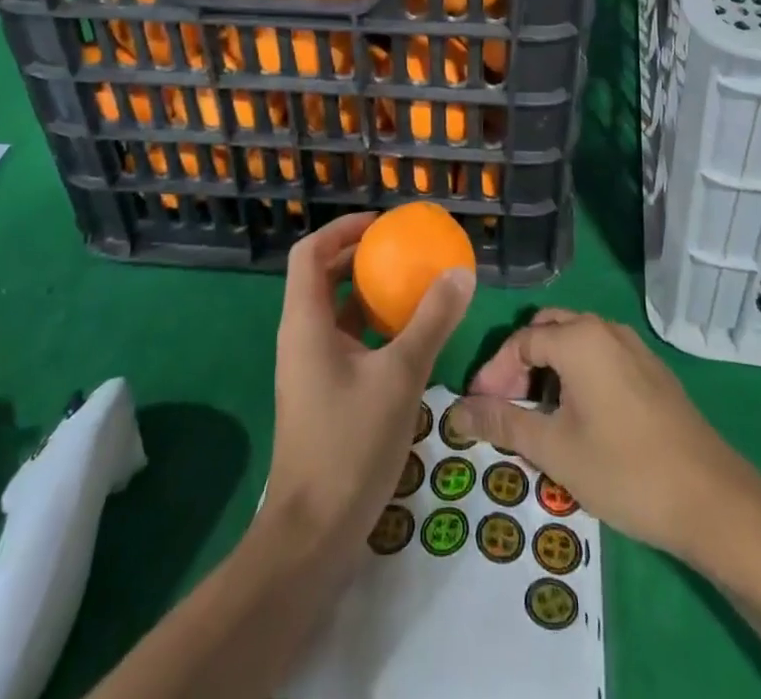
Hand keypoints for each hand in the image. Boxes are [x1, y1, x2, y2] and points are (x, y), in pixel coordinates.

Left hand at [264, 213, 474, 560]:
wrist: (313, 534)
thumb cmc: (350, 443)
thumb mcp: (401, 375)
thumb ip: (431, 321)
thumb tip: (460, 272)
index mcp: (305, 322)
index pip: (309, 253)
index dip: (341, 229)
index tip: (381, 225)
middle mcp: (300, 337)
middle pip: (321, 277)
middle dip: (359, 258)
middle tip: (402, 251)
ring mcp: (309, 368)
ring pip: (334, 312)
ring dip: (367, 294)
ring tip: (410, 288)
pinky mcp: (321, 394)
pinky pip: (344, 342)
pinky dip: (370, 328)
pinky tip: (406, 340)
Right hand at [452, 310, 755, 560]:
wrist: (710, 498)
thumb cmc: (623, 469)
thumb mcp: (555, 450)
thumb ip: (503, 424)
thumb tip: (458, 411)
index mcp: (578, 338)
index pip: (520, 341)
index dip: (494, 374)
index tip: (478, 408)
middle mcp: (605, 329)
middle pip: (548, 330)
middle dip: (521, 364)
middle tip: (507, 406)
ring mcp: (633, 347)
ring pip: (576, 341)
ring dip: (550, 368)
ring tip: (538, 416)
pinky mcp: (652, 369)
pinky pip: (601, 355)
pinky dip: (578, 373)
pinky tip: (579, 417)